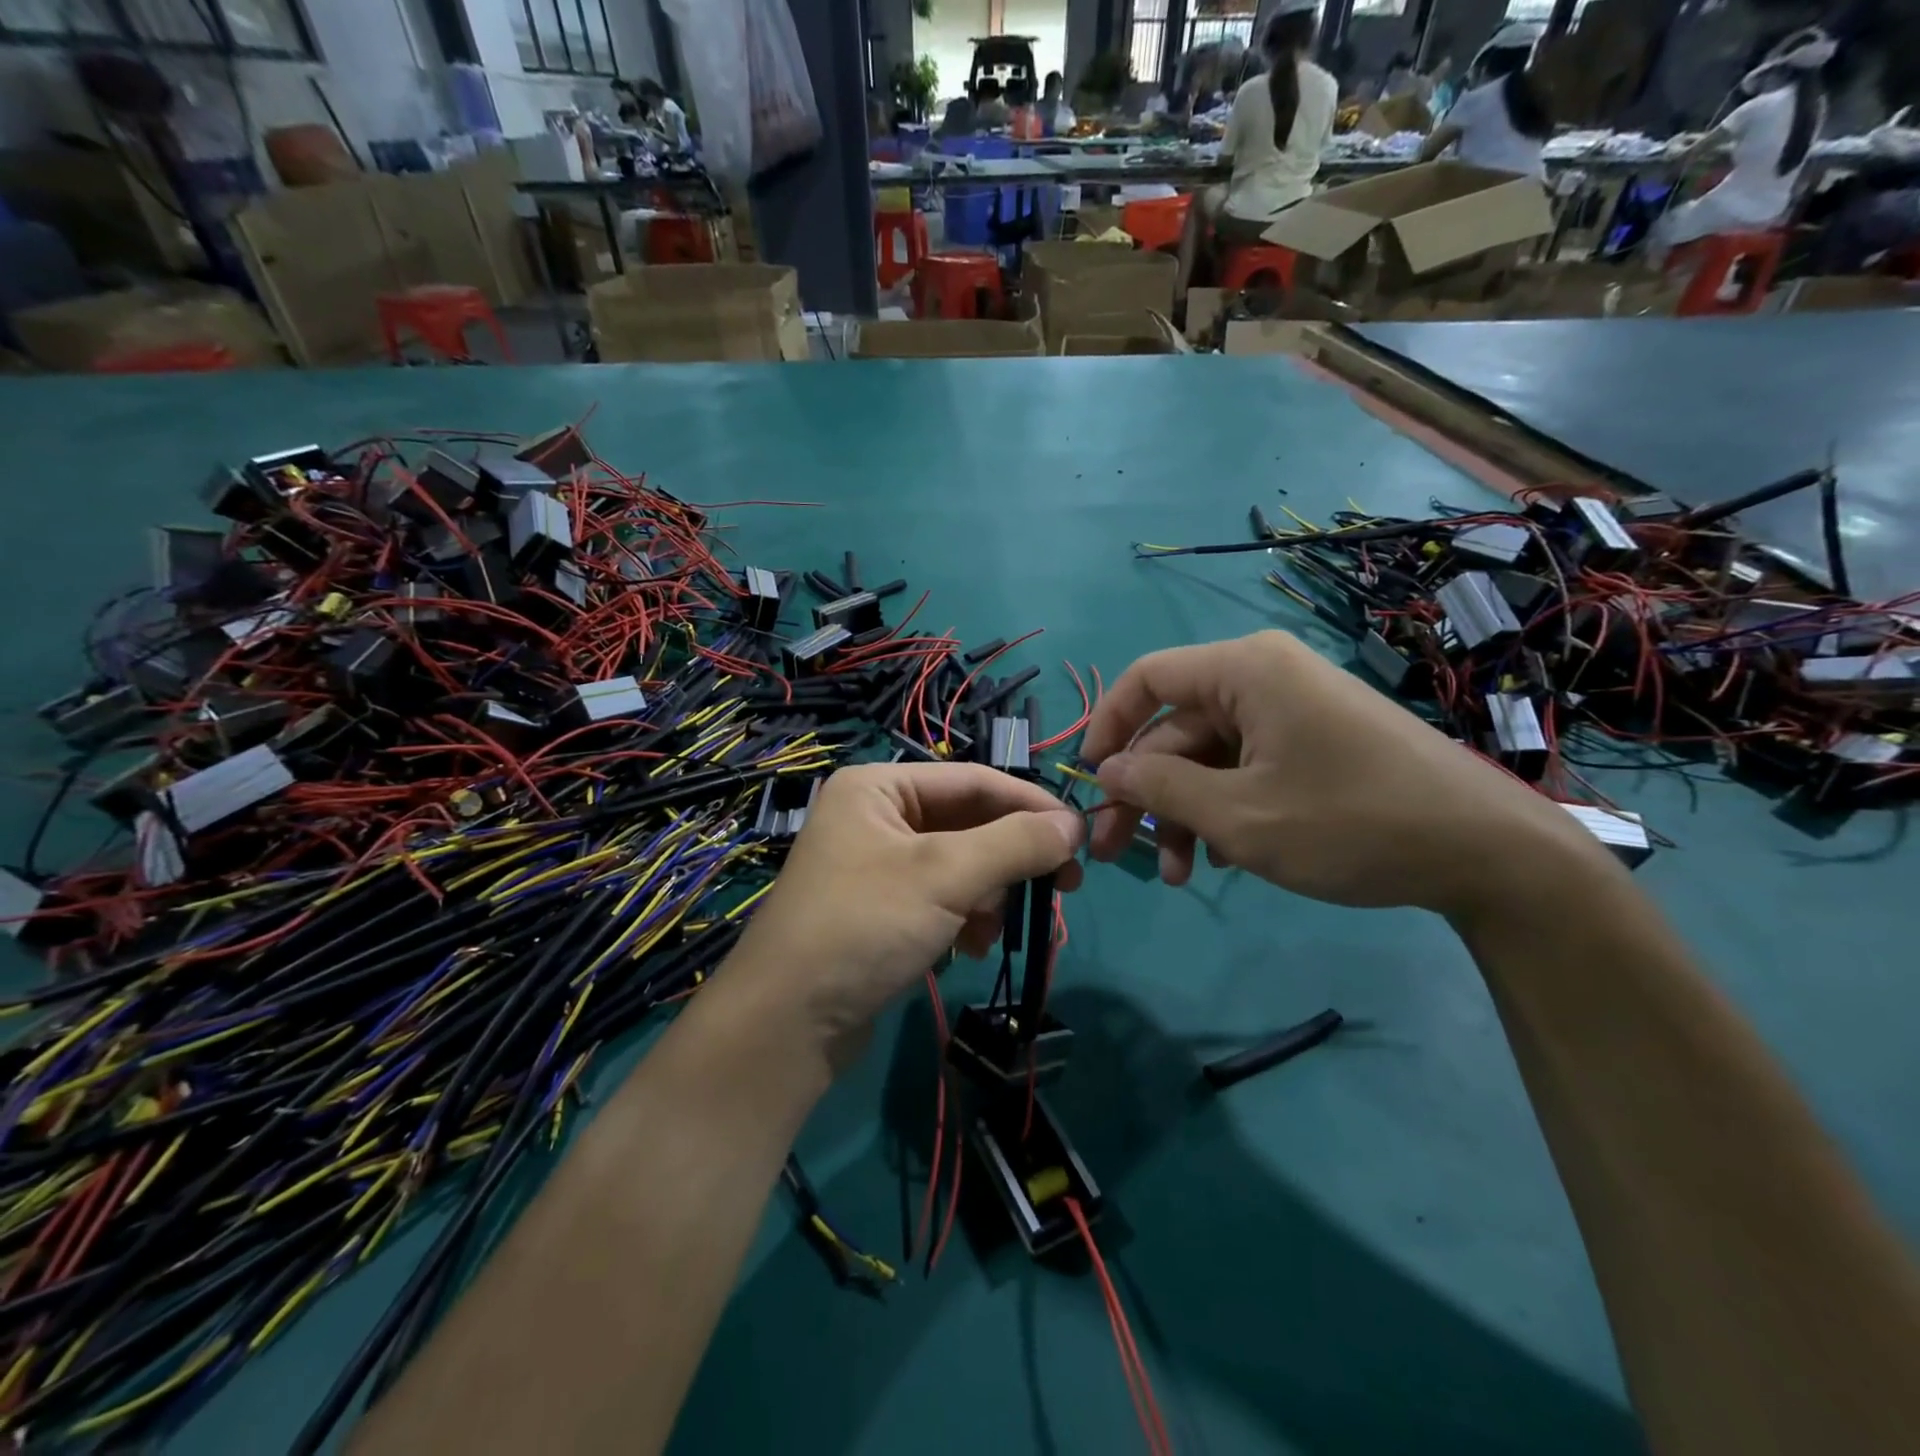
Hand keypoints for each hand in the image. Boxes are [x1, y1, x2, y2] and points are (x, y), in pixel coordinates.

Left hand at [728, 763, 1083, 1062]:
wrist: (786, 1024)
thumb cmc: (864, 927)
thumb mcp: (945, 876)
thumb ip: (1015, 843)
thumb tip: (1074, 823)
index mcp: (880, 787)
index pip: (975, 781)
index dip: (1032, 806)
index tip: (1081, 837)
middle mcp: (876, 816)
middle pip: (968, 824)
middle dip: (1010, 860)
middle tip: (1062, 889)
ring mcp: (875, 866)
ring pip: (959, 865)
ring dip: (988, 896)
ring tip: (993, 932)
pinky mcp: (880, 910)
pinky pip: (939, 898)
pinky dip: (963, 919)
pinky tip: (967, 948)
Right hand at [1080, 631, 1602, 917]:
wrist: (1488, 852)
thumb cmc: (1351, 822)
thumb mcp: (1239, 814)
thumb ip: (1159, 788)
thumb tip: (1106, 770)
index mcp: (1244, 670)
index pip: (1147, 679)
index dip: (1107, 726)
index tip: (1089, 781)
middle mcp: (1264, 678)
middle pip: (1176, 730)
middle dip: (1145, 794)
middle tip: (1116, 853)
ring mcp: (1293, 712)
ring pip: (1209, 758)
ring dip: (1184, 814)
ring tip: (1180, 875)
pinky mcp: (1314, 745)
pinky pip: (1246, 769)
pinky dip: (1224, 810)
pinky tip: (1222, 860)